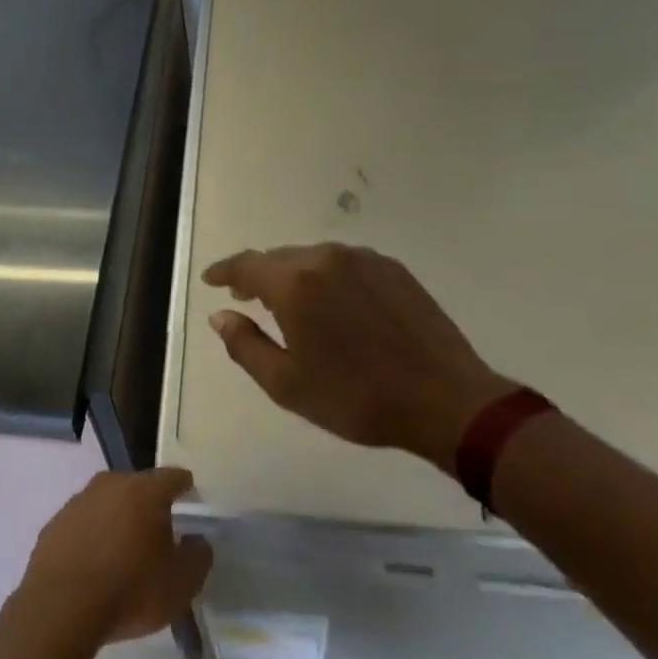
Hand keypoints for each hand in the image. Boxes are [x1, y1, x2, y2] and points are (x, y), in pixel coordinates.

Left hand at [12, 469, 211, 644]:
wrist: (62, 607)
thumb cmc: (131, 590)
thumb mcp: (181, 584)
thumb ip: (198, 557)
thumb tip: (198, 541)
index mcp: (146, 491)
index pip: (172, 477)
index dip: (183, 484)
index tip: (189, 491)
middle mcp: (111, 484)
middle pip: (137, 487)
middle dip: (148, 504)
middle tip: (157, 531)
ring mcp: (79, 501)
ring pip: (107, 503)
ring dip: (117, 520)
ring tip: (123, 552)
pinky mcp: (55, 523)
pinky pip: (82, 524)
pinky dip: (91, 537)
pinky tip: (93, 565)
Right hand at [203, 243, 514, 472]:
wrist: (446, 399)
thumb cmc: (358, 398)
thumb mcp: (288, 385)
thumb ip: (245, 345)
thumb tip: (220, 316)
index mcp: (295, 284)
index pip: (246, 265)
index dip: (224, 271)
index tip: (211, 280)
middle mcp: (325, 259)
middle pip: (278, 258)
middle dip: (258, 276)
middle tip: (246, 298)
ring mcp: (362, 259)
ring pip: (312, 258)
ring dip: (293, 276)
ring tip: (291, 304)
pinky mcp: (392, 268)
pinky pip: (344, 263)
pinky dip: (327, 277)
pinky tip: (335, 304)